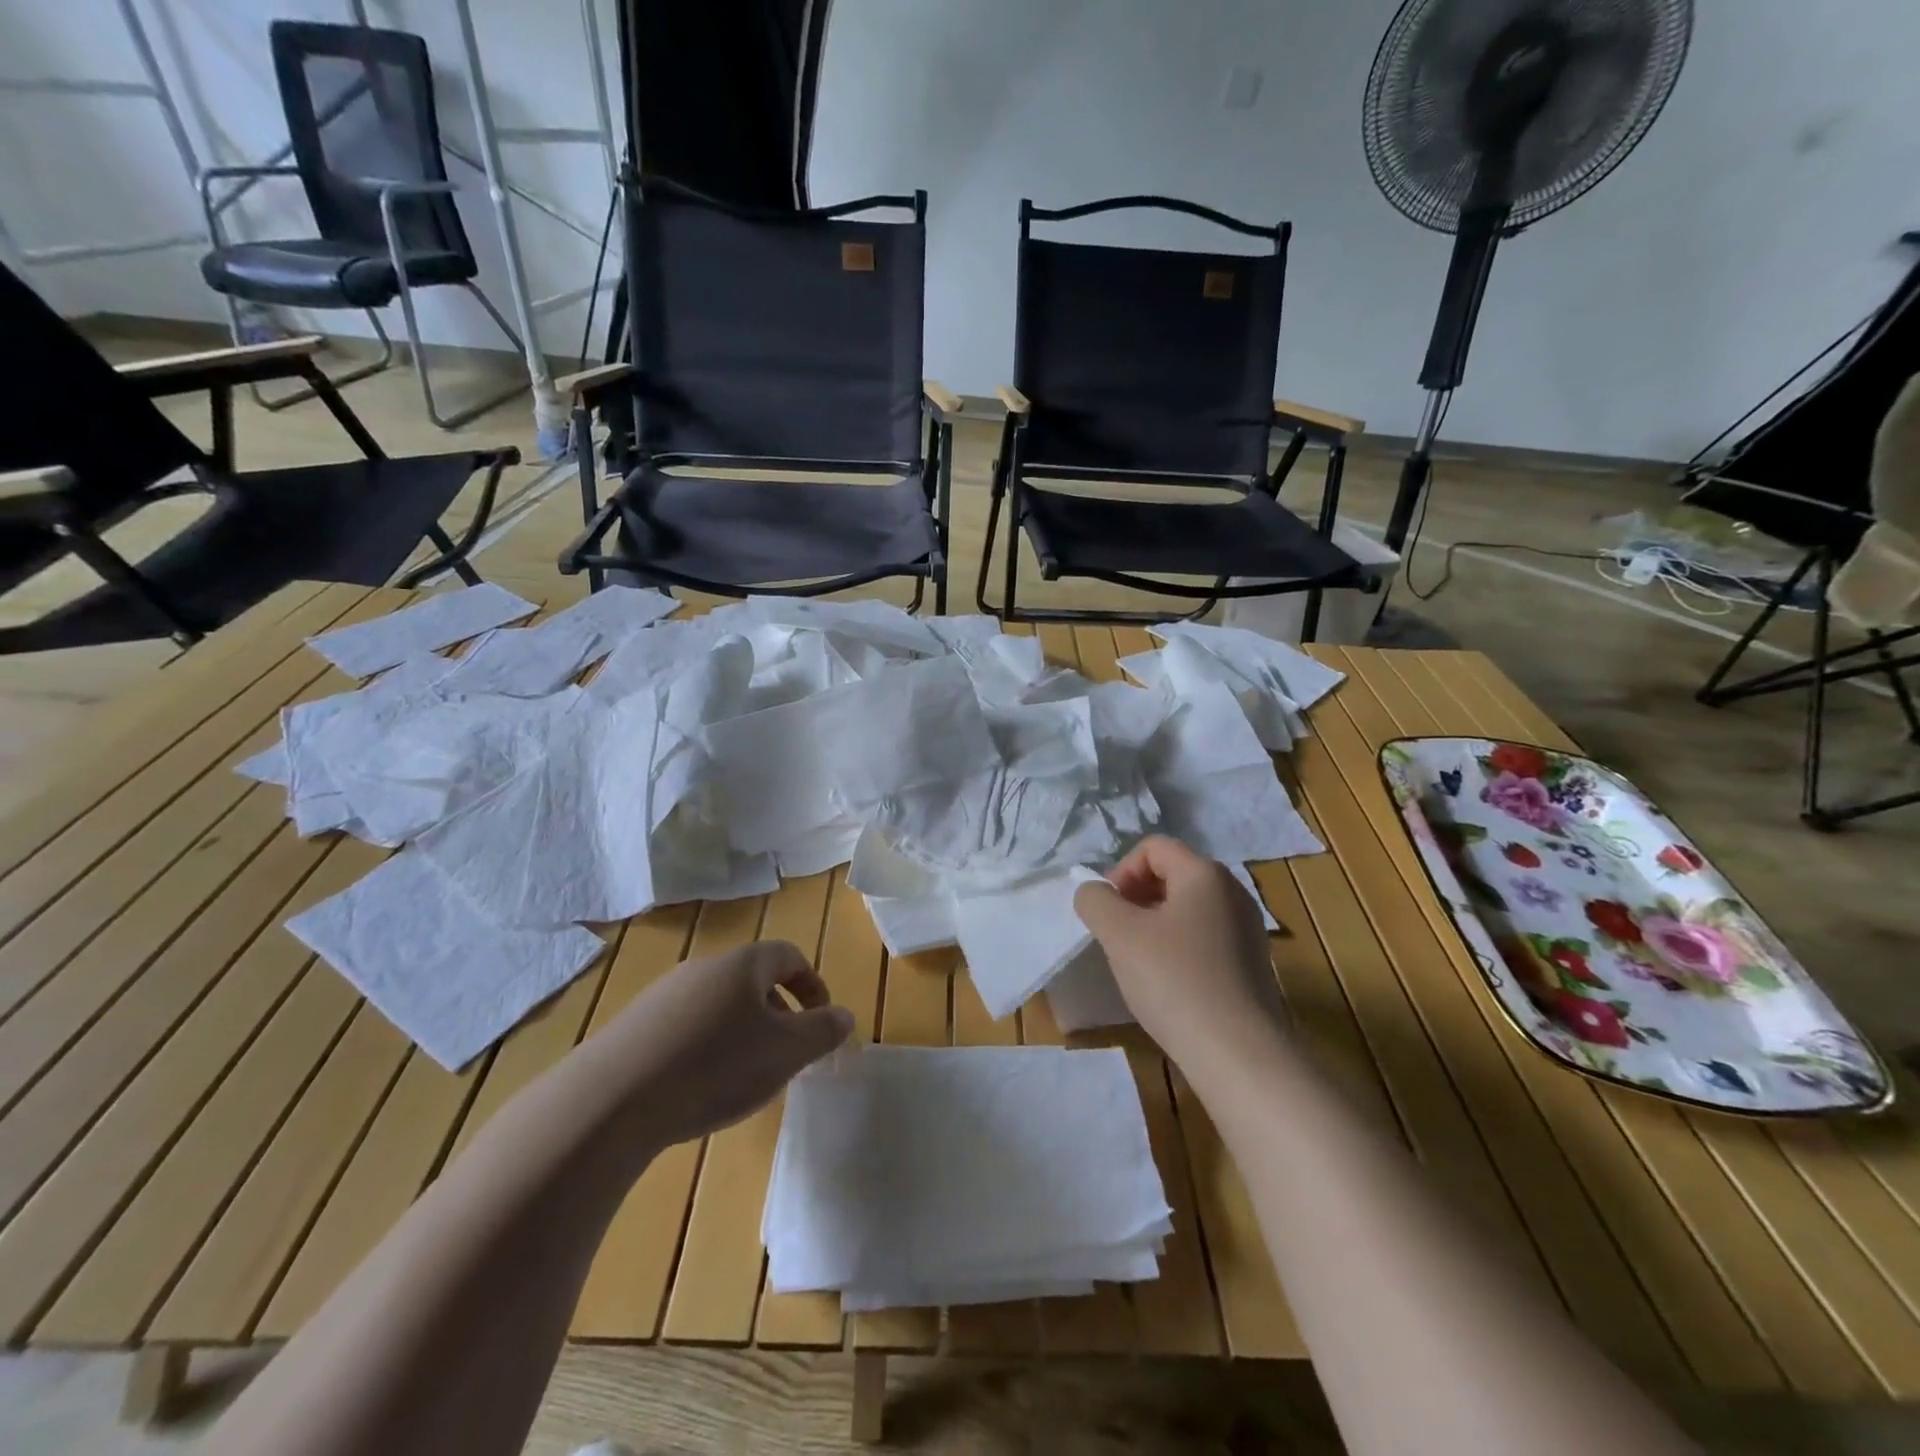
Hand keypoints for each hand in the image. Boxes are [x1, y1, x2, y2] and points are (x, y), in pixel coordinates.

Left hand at [598, 939, 852, 1148]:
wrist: (611, 1100)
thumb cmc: (716, 1066)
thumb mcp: (786, 1052)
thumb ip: (822, 1031)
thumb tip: (844, 1016)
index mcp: (743, 964)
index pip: (789, 956)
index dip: (813, 986)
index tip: (821, 1022)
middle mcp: (703, 968)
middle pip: (752, 981)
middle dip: (777, 1014)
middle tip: (785, 1056)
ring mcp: (662, 995)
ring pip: (717, 1006)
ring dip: (740, 1033)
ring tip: (742, 1078)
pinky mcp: (632, 1027)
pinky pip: (683, 1028)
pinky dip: (703, 1050)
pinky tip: (696, 1090)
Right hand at [1074, 836, 1284, 1071]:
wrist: (1239, 1054)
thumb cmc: (1174, 980)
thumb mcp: (1118, 934)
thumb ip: (1095, 900)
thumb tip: (1094, 893)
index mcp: (1205, 873)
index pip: (1153, 847)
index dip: (1121, 871)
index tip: (1108, 911)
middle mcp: (1233, 891)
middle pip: (1172, 874)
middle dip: (1136, 897)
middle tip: (1118, 934)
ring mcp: (1248, 929)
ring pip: (1188, 908)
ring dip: (1155, 924)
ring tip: (1139, 961)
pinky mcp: (1253, 964)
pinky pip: (1205, 937)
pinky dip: (1179, 947)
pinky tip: (1168, 983)